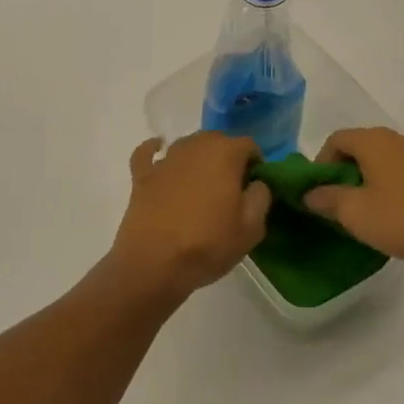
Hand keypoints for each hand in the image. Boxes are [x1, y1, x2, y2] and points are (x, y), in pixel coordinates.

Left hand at [108, 133, 268, 301]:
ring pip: (187, 145)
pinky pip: (148, 153)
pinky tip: (159, 153)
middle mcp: (195, 146)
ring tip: (202, 183)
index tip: (254, 187)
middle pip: (217, 141)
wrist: (154, 262)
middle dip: (227, 157)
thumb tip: (256, 183)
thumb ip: (260, 196)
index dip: (255, 163)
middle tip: (231, 188)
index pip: (248, 145)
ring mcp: (166, 159)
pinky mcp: (142, 174)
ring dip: (198, 157)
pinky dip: (154, 150)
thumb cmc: (208, 244)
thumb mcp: (251, 228)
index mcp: (225, 153)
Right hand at [302, 128, 403, 267]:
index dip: (320, 164)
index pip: (335, 139)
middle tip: (340, 205)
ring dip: (369, 180)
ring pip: (384, 160)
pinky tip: (398, 216)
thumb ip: (327, 199)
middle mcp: (398, 138)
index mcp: (374, 140)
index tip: (318, 193)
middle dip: (344, 173)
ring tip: (369, 213)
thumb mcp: (356, 213)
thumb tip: (310, 193)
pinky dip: (392, 186)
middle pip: (360, 147)